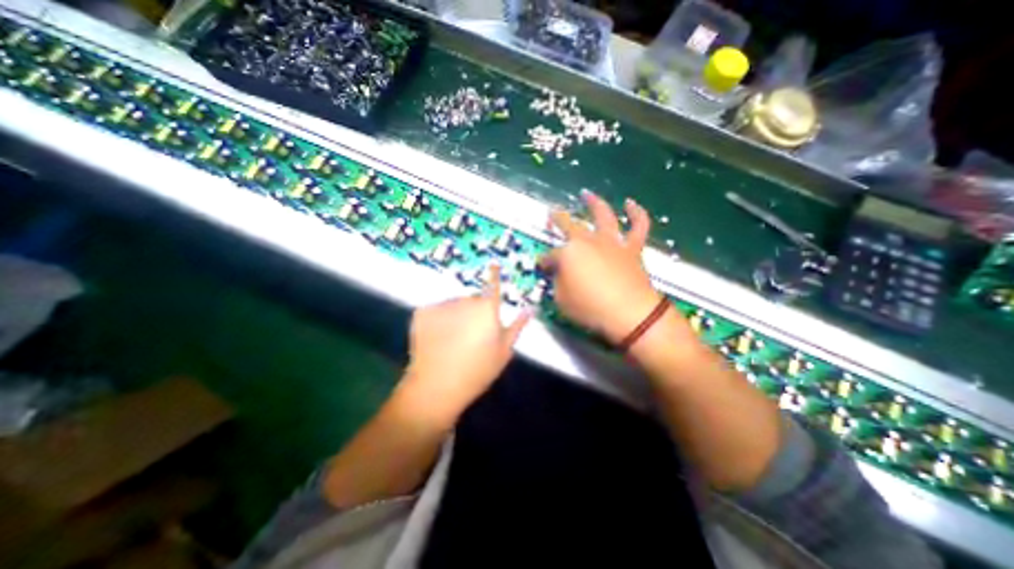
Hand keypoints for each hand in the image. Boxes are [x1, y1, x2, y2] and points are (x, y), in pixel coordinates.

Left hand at [404, 265, 531, 416]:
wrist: (436, 387)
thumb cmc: (477, 371)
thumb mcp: (504, 352)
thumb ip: (517, 327)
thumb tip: (530, 309)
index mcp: (487, 309)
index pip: (493, 284)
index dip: (494, 274)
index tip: (493, 264)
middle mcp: (465, 301)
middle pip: (472, 300)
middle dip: (474, 311)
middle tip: (471, 335)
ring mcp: (442, 305)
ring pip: (453, 305)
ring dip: (455, 316)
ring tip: (452, 340)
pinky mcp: (422, 312)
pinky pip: (436, 311)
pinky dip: (437, 320)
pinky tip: (437, 339)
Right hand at [543, 192, 671, 343]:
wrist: (630, 314)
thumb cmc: (590, 308)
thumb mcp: (561, 300)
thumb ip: (557, 283)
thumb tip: (559, 274)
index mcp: (568, 253)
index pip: (550, 255)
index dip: (545, 262)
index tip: (542, 266)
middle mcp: (588, 240)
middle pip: (569, 225)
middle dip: (558, 219)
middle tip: (552, 213)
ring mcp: (612, 242)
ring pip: (603, 215)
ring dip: (594, 203)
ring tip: (587, 194)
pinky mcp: (632, 248)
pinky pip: (638, 226)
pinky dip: (637, 213)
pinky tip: (631, 203)